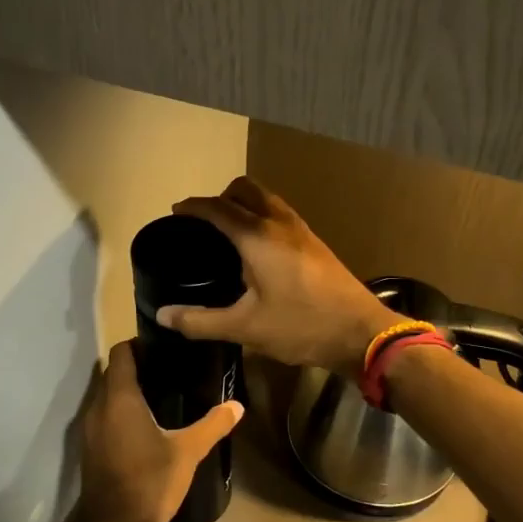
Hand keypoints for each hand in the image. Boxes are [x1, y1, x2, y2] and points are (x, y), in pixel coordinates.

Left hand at [71, 341, 242, 521]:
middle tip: (170, 369)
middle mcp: (99, 407)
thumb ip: (212, 425)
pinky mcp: (91, 448)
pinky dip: (121, 412)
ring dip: (128, 390)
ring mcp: (90, 429)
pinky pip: (105, 416)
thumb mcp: (187, 452)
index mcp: (119, 398)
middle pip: (114, 373)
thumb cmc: (149, 481)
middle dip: (137, 367)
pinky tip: (147, 424)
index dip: (139, 344)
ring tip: (162, 393)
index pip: (122, 353)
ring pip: (107, 395)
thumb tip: (237, 406)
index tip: (164, 347)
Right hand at [160, 177, 394, 377]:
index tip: (175, 213)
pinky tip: (258, 249)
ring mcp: (301, 230)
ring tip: (229, 233)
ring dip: (244, 204)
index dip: (193, 207)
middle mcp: (279, 223)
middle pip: (245, 189)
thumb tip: (163, 315)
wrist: (360, 332)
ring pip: (267, 198)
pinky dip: (261, 216)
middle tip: (204, 223)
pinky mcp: (315, 242)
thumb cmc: (300, 326)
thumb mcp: (245, 328)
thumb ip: (200, 321)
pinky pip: (280, 214)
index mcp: (257, 237)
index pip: (218, 208)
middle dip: (221, 197)